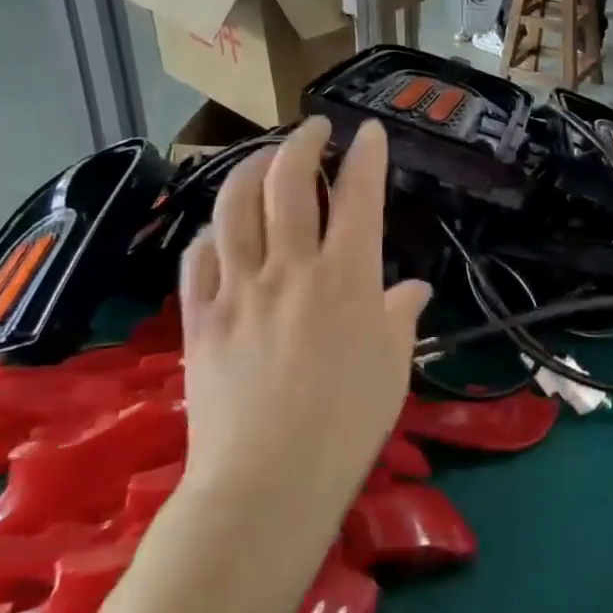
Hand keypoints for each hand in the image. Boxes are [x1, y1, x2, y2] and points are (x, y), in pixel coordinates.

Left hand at [176, 117, 430, 521]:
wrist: (267, 482)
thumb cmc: (348, 423)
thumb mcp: (394, 365)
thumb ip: (402, 316)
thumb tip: (415, 289)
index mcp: (347, 278)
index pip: (359, 196)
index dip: (368, 155)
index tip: (371, 131)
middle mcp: (291, 268)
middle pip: (288, 182)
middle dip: (304, 142)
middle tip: (315, 130)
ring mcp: (239, 289)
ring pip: (236, 207)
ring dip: (252, 170)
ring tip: (266, 159)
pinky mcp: (199, 318)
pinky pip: (197, 258)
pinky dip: (212, 233)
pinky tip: (221, 231)